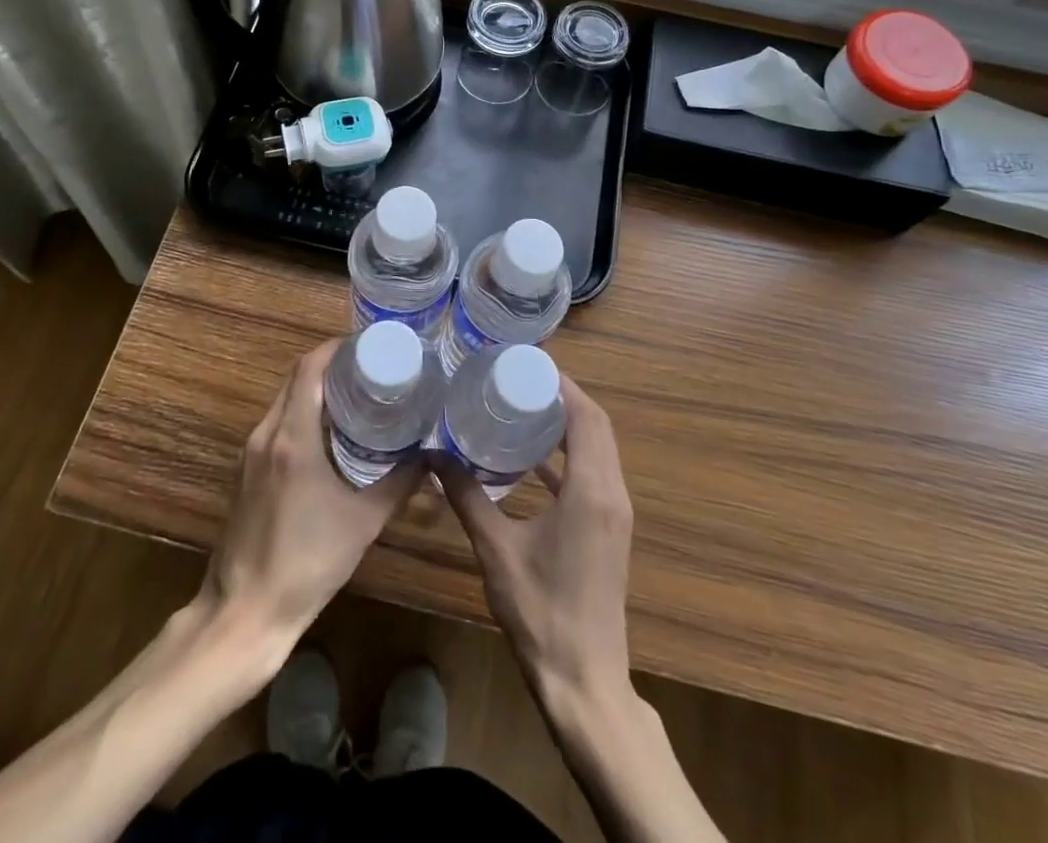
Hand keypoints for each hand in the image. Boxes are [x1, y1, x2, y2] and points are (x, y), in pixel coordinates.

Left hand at [201, 339, 421, 653]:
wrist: (245, 612)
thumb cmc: (307, 563)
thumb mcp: (363, 522)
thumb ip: (400, 484)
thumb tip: (432, 458)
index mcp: (292, 437)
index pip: (309, 368)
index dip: (337, 348)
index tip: (369, 345)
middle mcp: (266, 434)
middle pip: (296, 378)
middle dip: (331, 365)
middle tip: (371, 367)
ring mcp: (250, 453)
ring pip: (284, 400)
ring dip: (315, 389)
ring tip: (356, 394)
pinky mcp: (245, 472)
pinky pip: (276, 424)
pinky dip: (302, 413)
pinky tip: (329, 433)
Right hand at [438, 376, 635, 713]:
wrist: (585, 683)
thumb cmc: (541, 612)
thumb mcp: (496, 550)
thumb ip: (467, 498)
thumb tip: (433, 457)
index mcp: (591, 490)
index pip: (587, 416)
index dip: (563, 384)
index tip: (528, 364)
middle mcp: (611, 493)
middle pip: (597, 426)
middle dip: (563, 396)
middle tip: (519, 379)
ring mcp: (614, 513)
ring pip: (598, 449)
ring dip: (568, 424)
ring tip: (523, 405)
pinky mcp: (608, 530)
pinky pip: (593, 474)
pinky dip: (568, 456)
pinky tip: (530, 459)